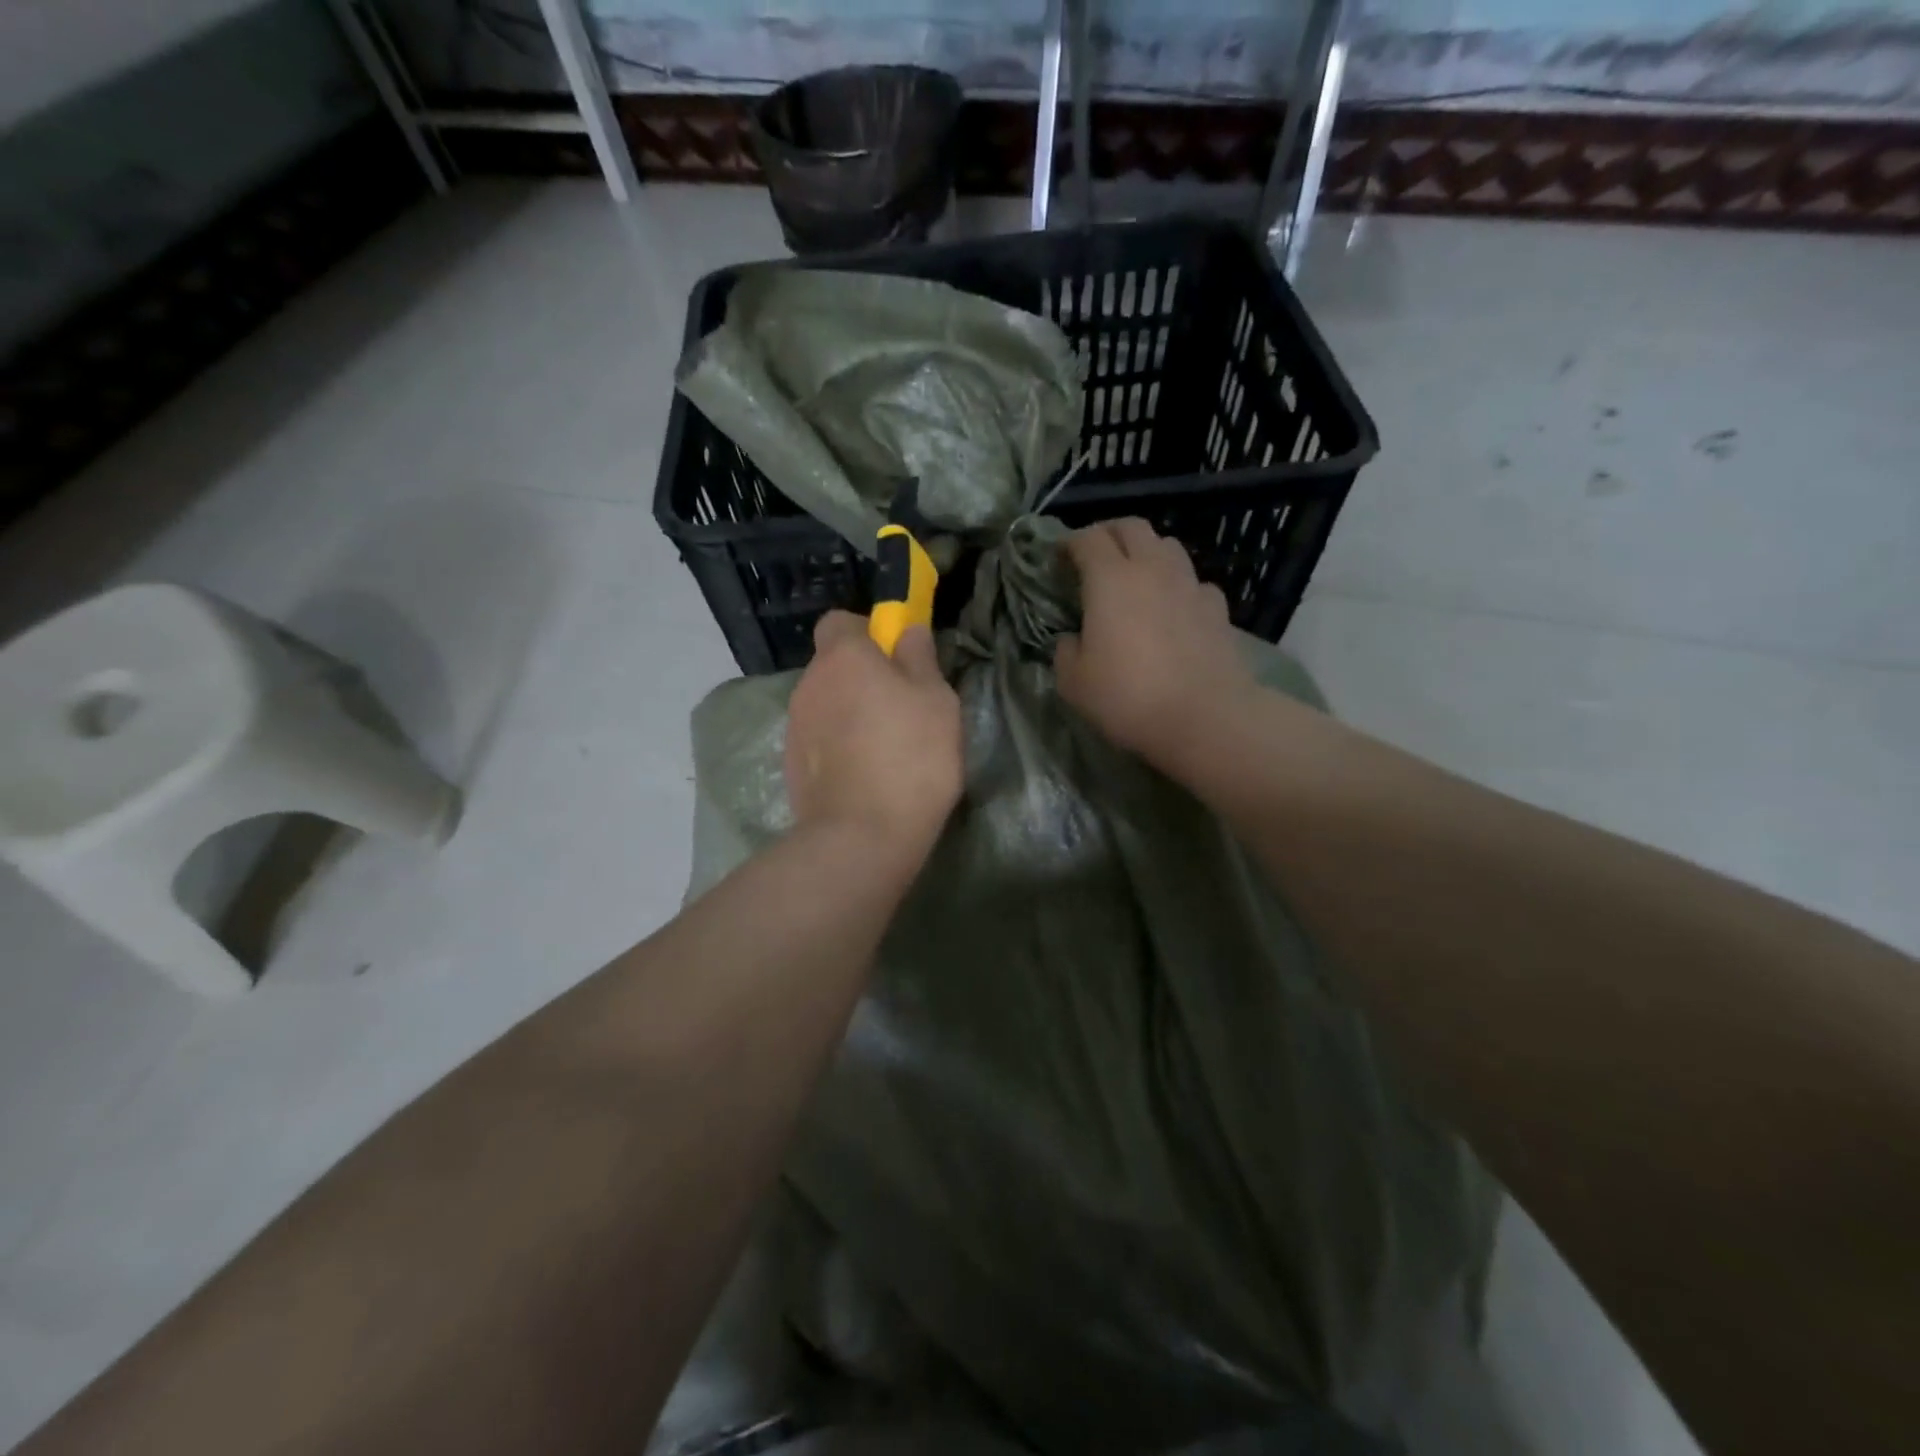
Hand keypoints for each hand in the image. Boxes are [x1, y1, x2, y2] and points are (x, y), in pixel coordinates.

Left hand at [786, 612, 963, 861]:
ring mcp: (795, 726)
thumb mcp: (937, 700)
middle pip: (833, 665)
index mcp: (842, 658)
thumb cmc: (911, 756)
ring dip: (850, 713)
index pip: (840, 622)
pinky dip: (838, 746)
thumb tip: (907, 630)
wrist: (862, 836)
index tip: (895, 657)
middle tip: (901, 707)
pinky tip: (865, 774)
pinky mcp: (791, 764)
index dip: (867, 633)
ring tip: (886, 748)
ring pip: (826, 704)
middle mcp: (809, 684)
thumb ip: (920, 658)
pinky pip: (819, 739)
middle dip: (862, 677)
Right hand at [1054, 519, 1258, 772]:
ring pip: (1168, 546)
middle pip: (1132, 527)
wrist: (1204, 717)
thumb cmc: (1128, 697)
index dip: (1069, 543)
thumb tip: (1072, 639)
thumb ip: (1066, 651)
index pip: (1087, 539)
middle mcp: (1152, 569)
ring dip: (1147, 552)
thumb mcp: (1074, 682)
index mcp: (1110, 580)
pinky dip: (1178, 585)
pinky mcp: (1217, 608)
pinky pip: (1194, 581)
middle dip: (1109, 534)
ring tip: (1136, 576)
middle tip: (1095, 555)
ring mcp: (1190, 585)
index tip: (1058, 558)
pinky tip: (1174, 607)